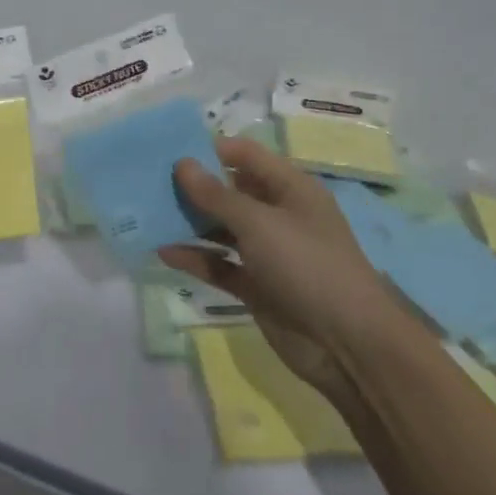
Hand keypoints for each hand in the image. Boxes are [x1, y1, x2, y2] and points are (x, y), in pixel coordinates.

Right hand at [158, 137, 392, 395]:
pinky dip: (196, 258)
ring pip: (221, 229)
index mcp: (290, 188)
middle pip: (230, 191)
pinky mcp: (256, 285)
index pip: (246, 156)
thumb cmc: (307, 265)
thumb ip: (216, 194)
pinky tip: (164, 252)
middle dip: (193, 186)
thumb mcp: (259, 223)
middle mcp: (278, 214)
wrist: (347, 344)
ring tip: (148, 214)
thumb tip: (181, 163)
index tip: (169, 152)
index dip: (210, 150)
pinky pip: (220, 265)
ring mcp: (267, 252)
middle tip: (149, 183)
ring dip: (190, 223)